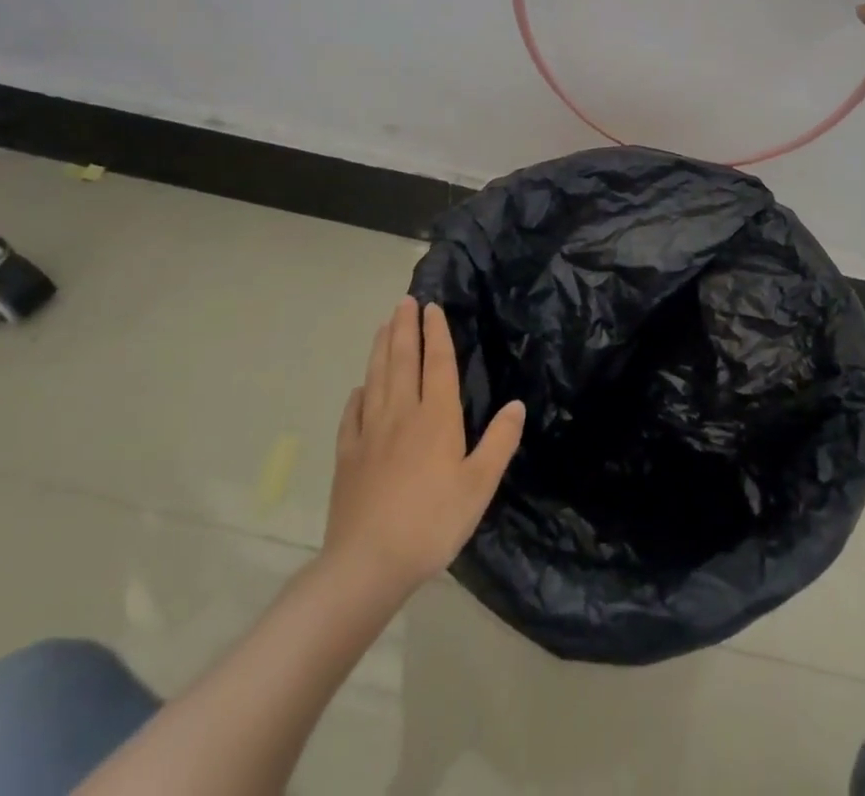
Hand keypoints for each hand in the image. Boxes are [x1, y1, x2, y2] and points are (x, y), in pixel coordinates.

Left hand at [323, 298, 524, 597]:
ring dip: (380, 349)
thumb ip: (499, 442)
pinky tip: (358, 389)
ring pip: (376, 379)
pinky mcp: (347, 456)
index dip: (436, 333)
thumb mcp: (479, 485)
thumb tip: (517, 404)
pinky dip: (357, 395)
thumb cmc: (432, 522)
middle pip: (402, 361)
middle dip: (405, 328)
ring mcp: (369, 433)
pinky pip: (351, 415)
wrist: (368, 563)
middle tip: (404, 301)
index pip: (438, 364)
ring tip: (383, 325)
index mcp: (437, 418)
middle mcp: (401, 414)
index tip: (432, 307)